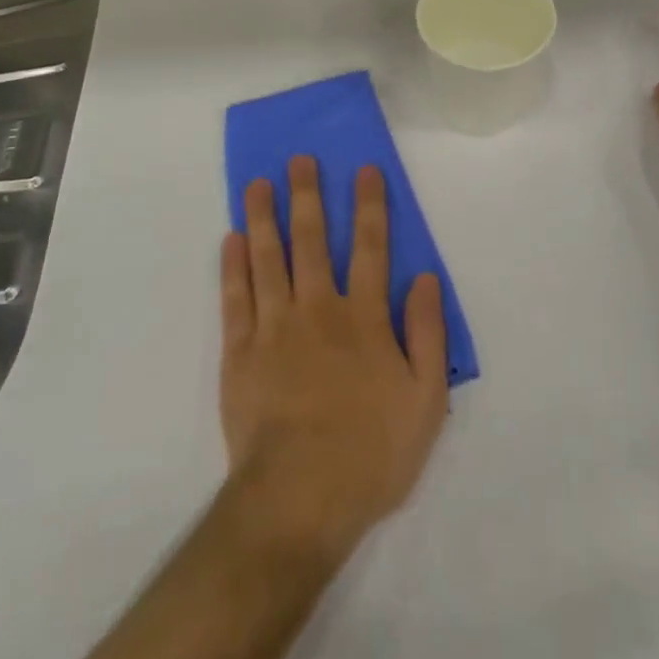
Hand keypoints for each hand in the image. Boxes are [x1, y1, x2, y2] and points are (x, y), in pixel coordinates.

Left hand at [221, 156, 448, 558]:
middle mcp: (318, 309)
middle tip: (299, 159)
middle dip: (308, 196)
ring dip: (263, 217)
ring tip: (257, 184)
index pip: (370, 248)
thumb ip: (427, 334)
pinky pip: (235, 298)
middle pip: (312, 240)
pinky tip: (231, 239)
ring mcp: (274, 328)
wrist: (299, 499)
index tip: (364, 169)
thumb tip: (426, 278)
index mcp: (363, 318)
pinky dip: (233, 266)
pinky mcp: (240, 353)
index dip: (370, 205)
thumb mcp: (425, 400)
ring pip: (268, 258)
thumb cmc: (370, 452)